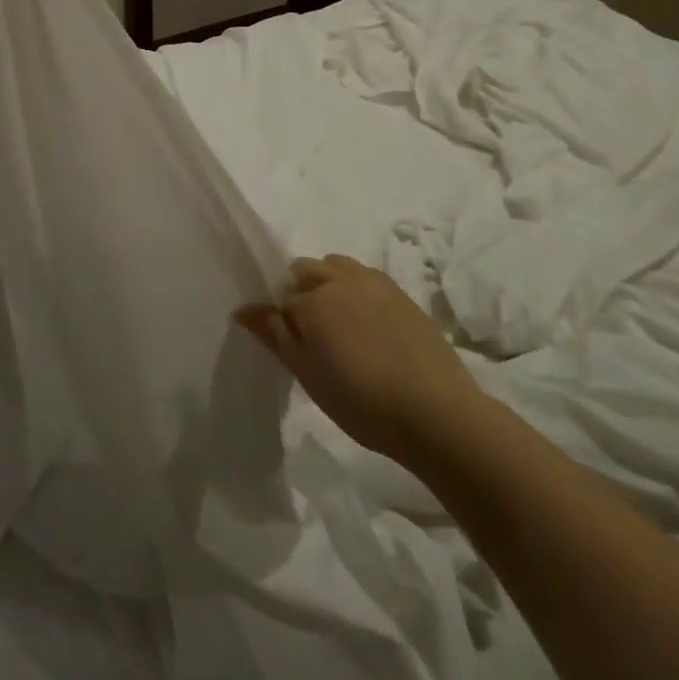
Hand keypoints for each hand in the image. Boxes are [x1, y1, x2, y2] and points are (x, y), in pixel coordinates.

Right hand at [234, 255, 479, 464]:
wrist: (436, 412)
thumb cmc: (361, 400)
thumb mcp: (307, 374)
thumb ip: (274, 335)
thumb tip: (242, 308)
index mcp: (312, 298)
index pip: (280, 297)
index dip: (278, 318)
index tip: (285, 342)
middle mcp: (340, 279)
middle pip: (306, 270)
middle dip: (300, 291)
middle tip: (309, 334)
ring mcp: (375, 283)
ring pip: (337, 267)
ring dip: (328, 283)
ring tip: (338, 325)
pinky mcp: (402, 294)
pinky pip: (366, 278)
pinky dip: (356, 290)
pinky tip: (367, 325)